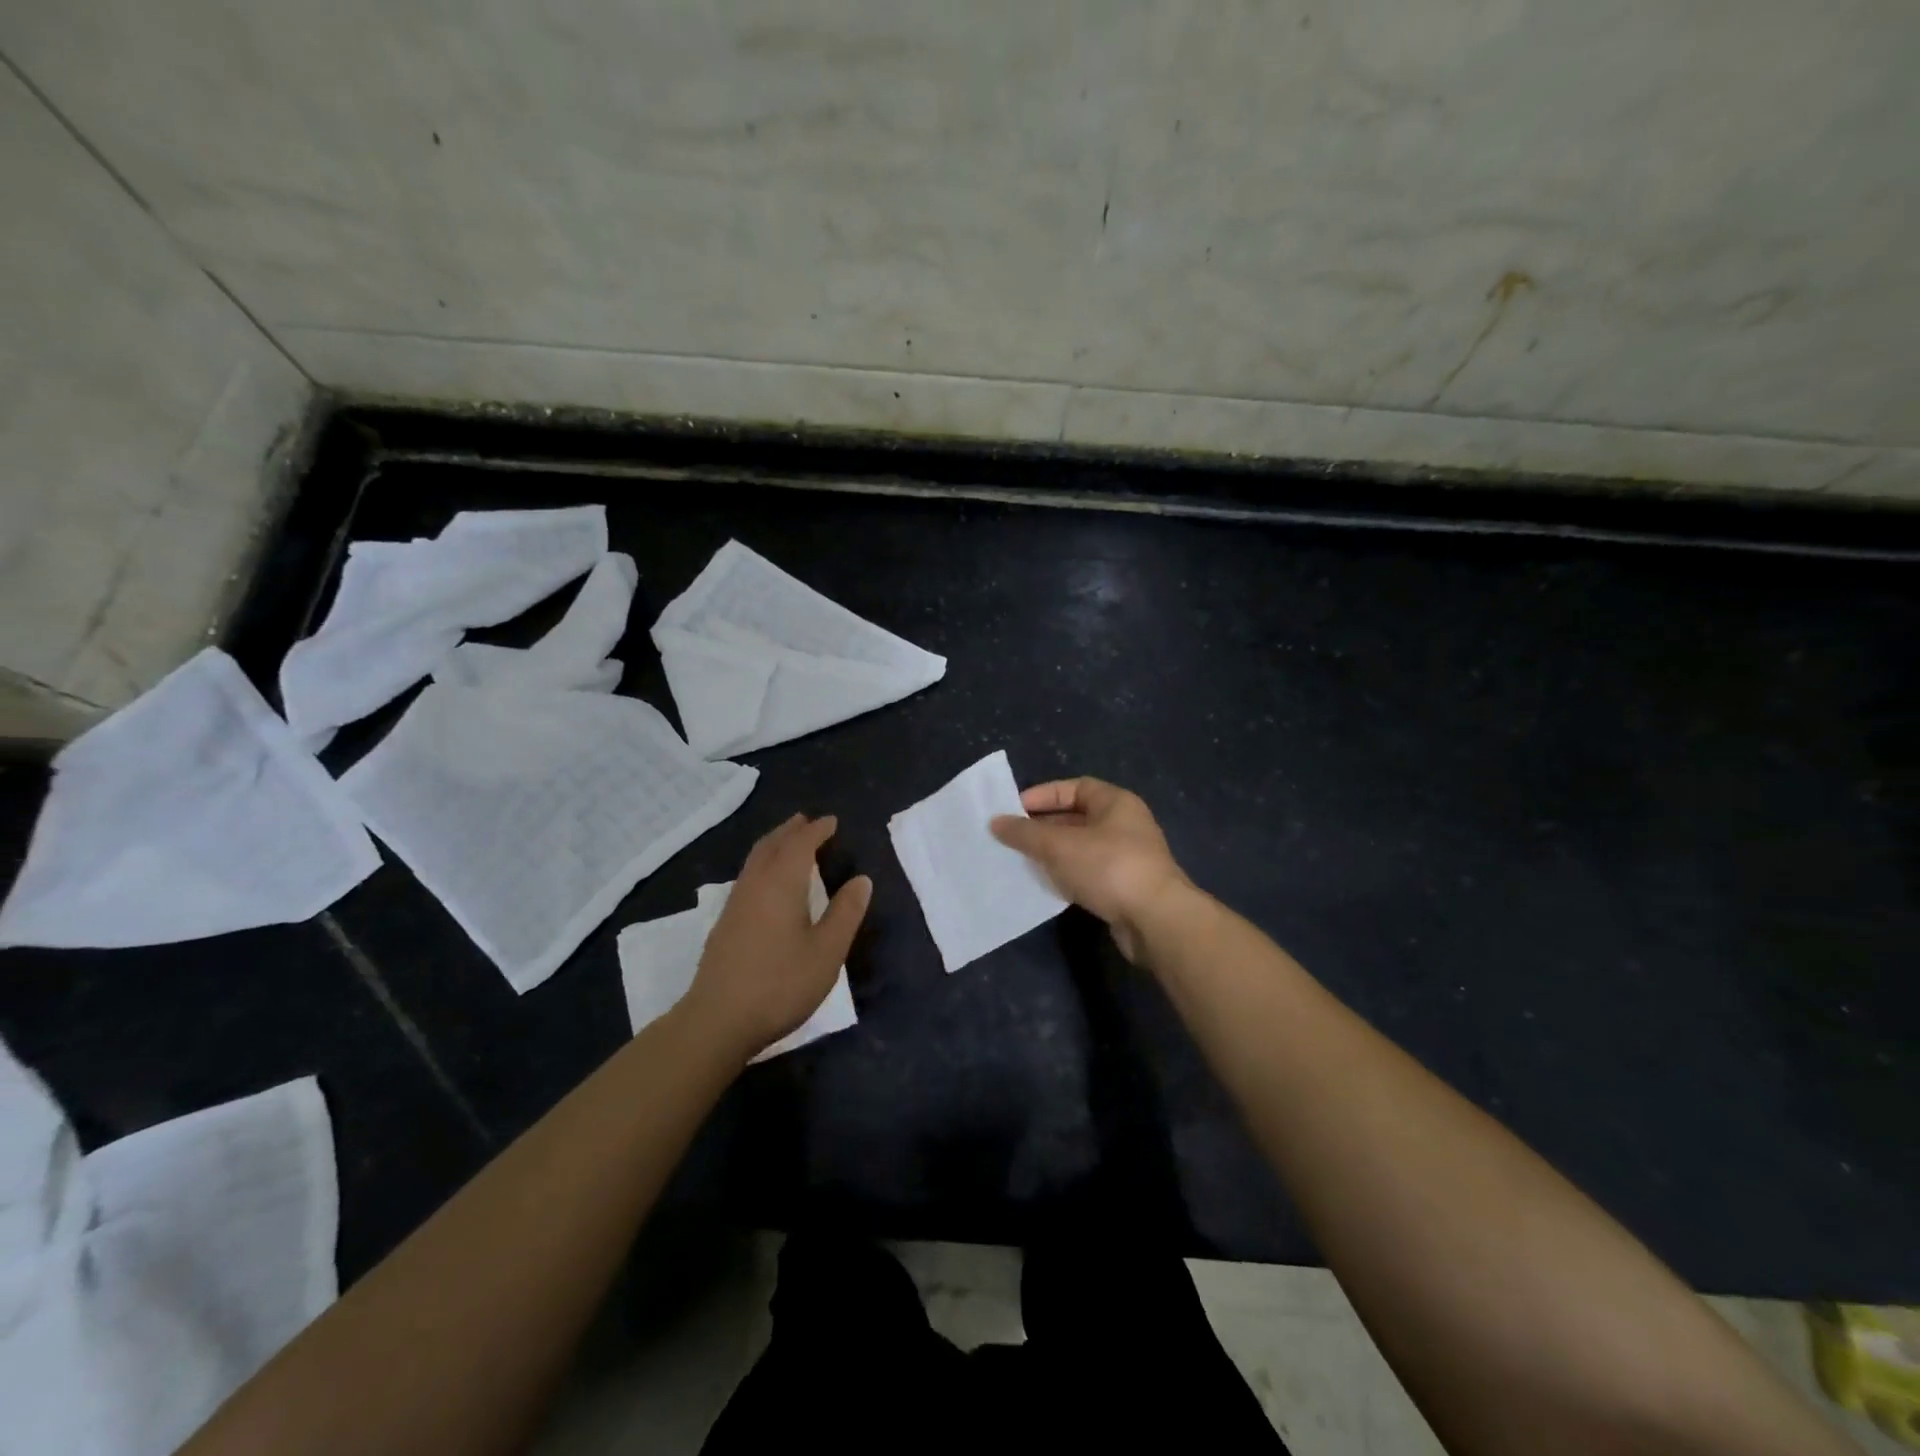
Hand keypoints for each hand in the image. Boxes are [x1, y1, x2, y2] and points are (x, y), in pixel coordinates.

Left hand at [683, 814, 871, 1059]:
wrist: (717, 1020)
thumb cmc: (780, 983)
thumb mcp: (826, 951)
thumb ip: (845, 913)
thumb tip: (861, 879)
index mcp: (781, 884)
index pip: (800, 844)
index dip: (817, 830)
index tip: (832, 822)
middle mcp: (755, 885)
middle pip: (771, 845)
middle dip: (790, 830)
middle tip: (807, 821)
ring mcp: (735, 904)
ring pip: (755, 860)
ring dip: (774, 844)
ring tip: (789, 842)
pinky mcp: (725, 924)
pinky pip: (747, 876)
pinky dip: (763, 863)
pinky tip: (767, 882)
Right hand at [990, 777, 1192, 961]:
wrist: (1155, 920)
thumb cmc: (1108, 867)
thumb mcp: (1059, 845)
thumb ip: (1025, 833)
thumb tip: (996, 822)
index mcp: (1116, 803)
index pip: (1075, 787)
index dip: (1044, 795)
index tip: (1015, 809)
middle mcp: (1125, 825)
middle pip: (1077, 818)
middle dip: (1044, 826)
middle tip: (1012, 837)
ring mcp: (1127, 857)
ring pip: (1081, 848)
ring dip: (1053, 853)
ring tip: (1022, 860)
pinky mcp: (1125, 888)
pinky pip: (1088, 873)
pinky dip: (1067, 875)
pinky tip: (1046, 884)